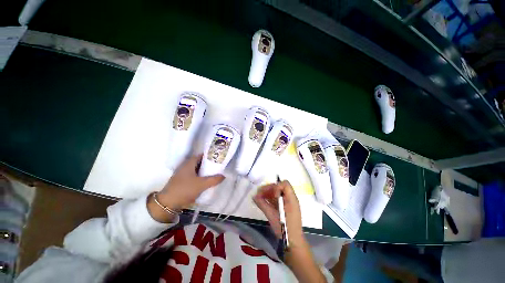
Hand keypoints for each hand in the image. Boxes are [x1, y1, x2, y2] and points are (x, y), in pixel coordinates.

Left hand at [148, 154, 224, 222]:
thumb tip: (223, 176)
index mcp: (189, 164)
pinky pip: (194, 176)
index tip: (217, 158)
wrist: (167, 204)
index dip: (209, 155)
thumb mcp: (202, 184)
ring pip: (196, 170)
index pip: (201, 155)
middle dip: (208, 164)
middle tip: (218, 166)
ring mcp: (183, 174)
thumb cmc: (185, 189)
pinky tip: (206, 181)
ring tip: (214, 173)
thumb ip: (214, 180)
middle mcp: (185, 167)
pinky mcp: (182, 182)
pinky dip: (200, 177)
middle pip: (199, 163)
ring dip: (204, 171)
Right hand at [253, 180, 303, 245]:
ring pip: (277, 192)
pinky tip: (262, 201)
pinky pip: (277, 199)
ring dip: (267, 193)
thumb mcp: (272, 216)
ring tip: (258, 197)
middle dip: (269, 189)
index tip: (271, 195)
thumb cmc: (285, 230)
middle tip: (259, 193)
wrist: (293, 244)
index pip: (285, 184)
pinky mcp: (285, 207)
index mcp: (291, 199)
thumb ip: (263, 204)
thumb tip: (254, 196)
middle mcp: (290, 198)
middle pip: (279, 187)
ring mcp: (288, 203)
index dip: (277, 187)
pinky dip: (269, 198)